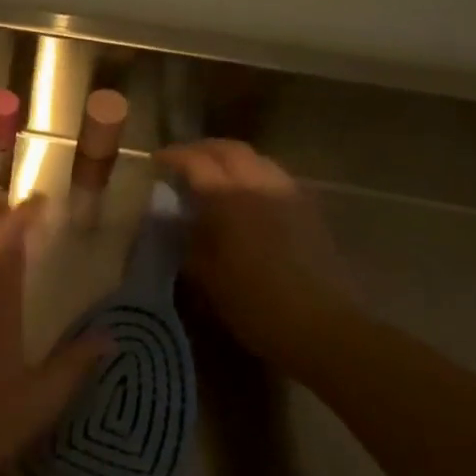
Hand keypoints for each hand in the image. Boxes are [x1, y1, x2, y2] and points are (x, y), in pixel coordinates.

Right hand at [154, 140, 359, 372]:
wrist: (319, 325)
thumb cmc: (253, 303)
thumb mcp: (205, 274)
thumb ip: (188, 238)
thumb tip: (176, 218)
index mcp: (229, 198)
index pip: (196, 162)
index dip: (173, 157)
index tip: (156, 161)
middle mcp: (260, 185)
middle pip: (230, 150)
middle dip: (202, 149)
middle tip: (182, 160)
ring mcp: (289, 194)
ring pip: (257, 159)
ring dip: (230, 159)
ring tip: (213, 174)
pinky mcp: (309, 210)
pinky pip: (275, 177)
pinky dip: (252, 174)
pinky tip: (245, 195)